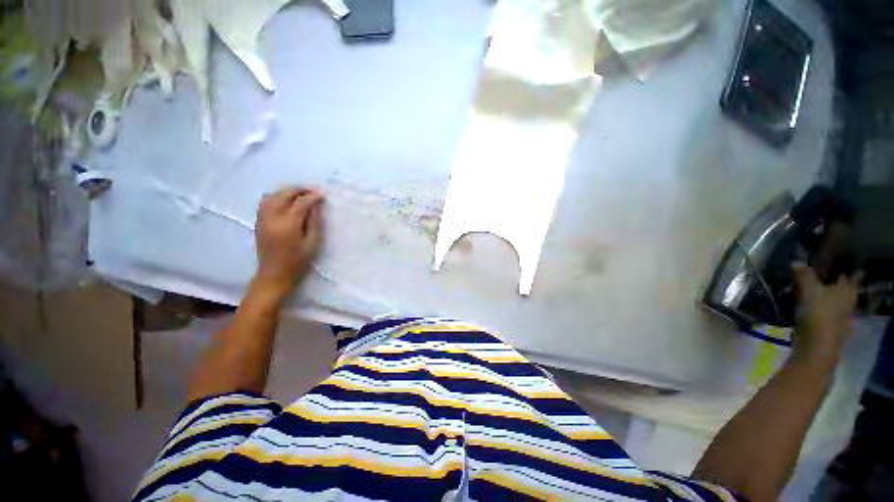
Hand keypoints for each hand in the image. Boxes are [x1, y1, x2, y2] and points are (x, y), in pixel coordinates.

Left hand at [254, 187, 323, 296]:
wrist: (274, 274)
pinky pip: (265, 201)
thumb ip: (314, 221)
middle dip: (300, 190)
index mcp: (288, 225)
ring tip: (301, 194)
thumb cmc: (298, 261)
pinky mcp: (258, 221)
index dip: (312, 196)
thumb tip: (316, 205)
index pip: (301, 203)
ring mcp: (262, 218)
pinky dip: (277, 196)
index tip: (322, 195)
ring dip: (287, 191)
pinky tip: (286, 200)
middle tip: (313, 191)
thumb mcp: (313, 242)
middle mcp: (272, 218)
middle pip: (284, 194)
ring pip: (273, 195)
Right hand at [792, 263, 861, 365]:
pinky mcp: (830, 326)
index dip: (849, 271)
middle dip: (840, 285)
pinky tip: (815, 307)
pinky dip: (823, 308)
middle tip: (833, 277)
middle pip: (846, 290)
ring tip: (821, 291)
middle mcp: (847, 302)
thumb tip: (797, 261)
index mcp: (846, 290)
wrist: (817, 345)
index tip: (848, 266)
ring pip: (837, 302)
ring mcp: (840, 316)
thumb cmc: (818, 313)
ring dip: (831, 297)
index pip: (852, 276)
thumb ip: (804, 275)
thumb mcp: (809, 290)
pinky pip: (828, 312)